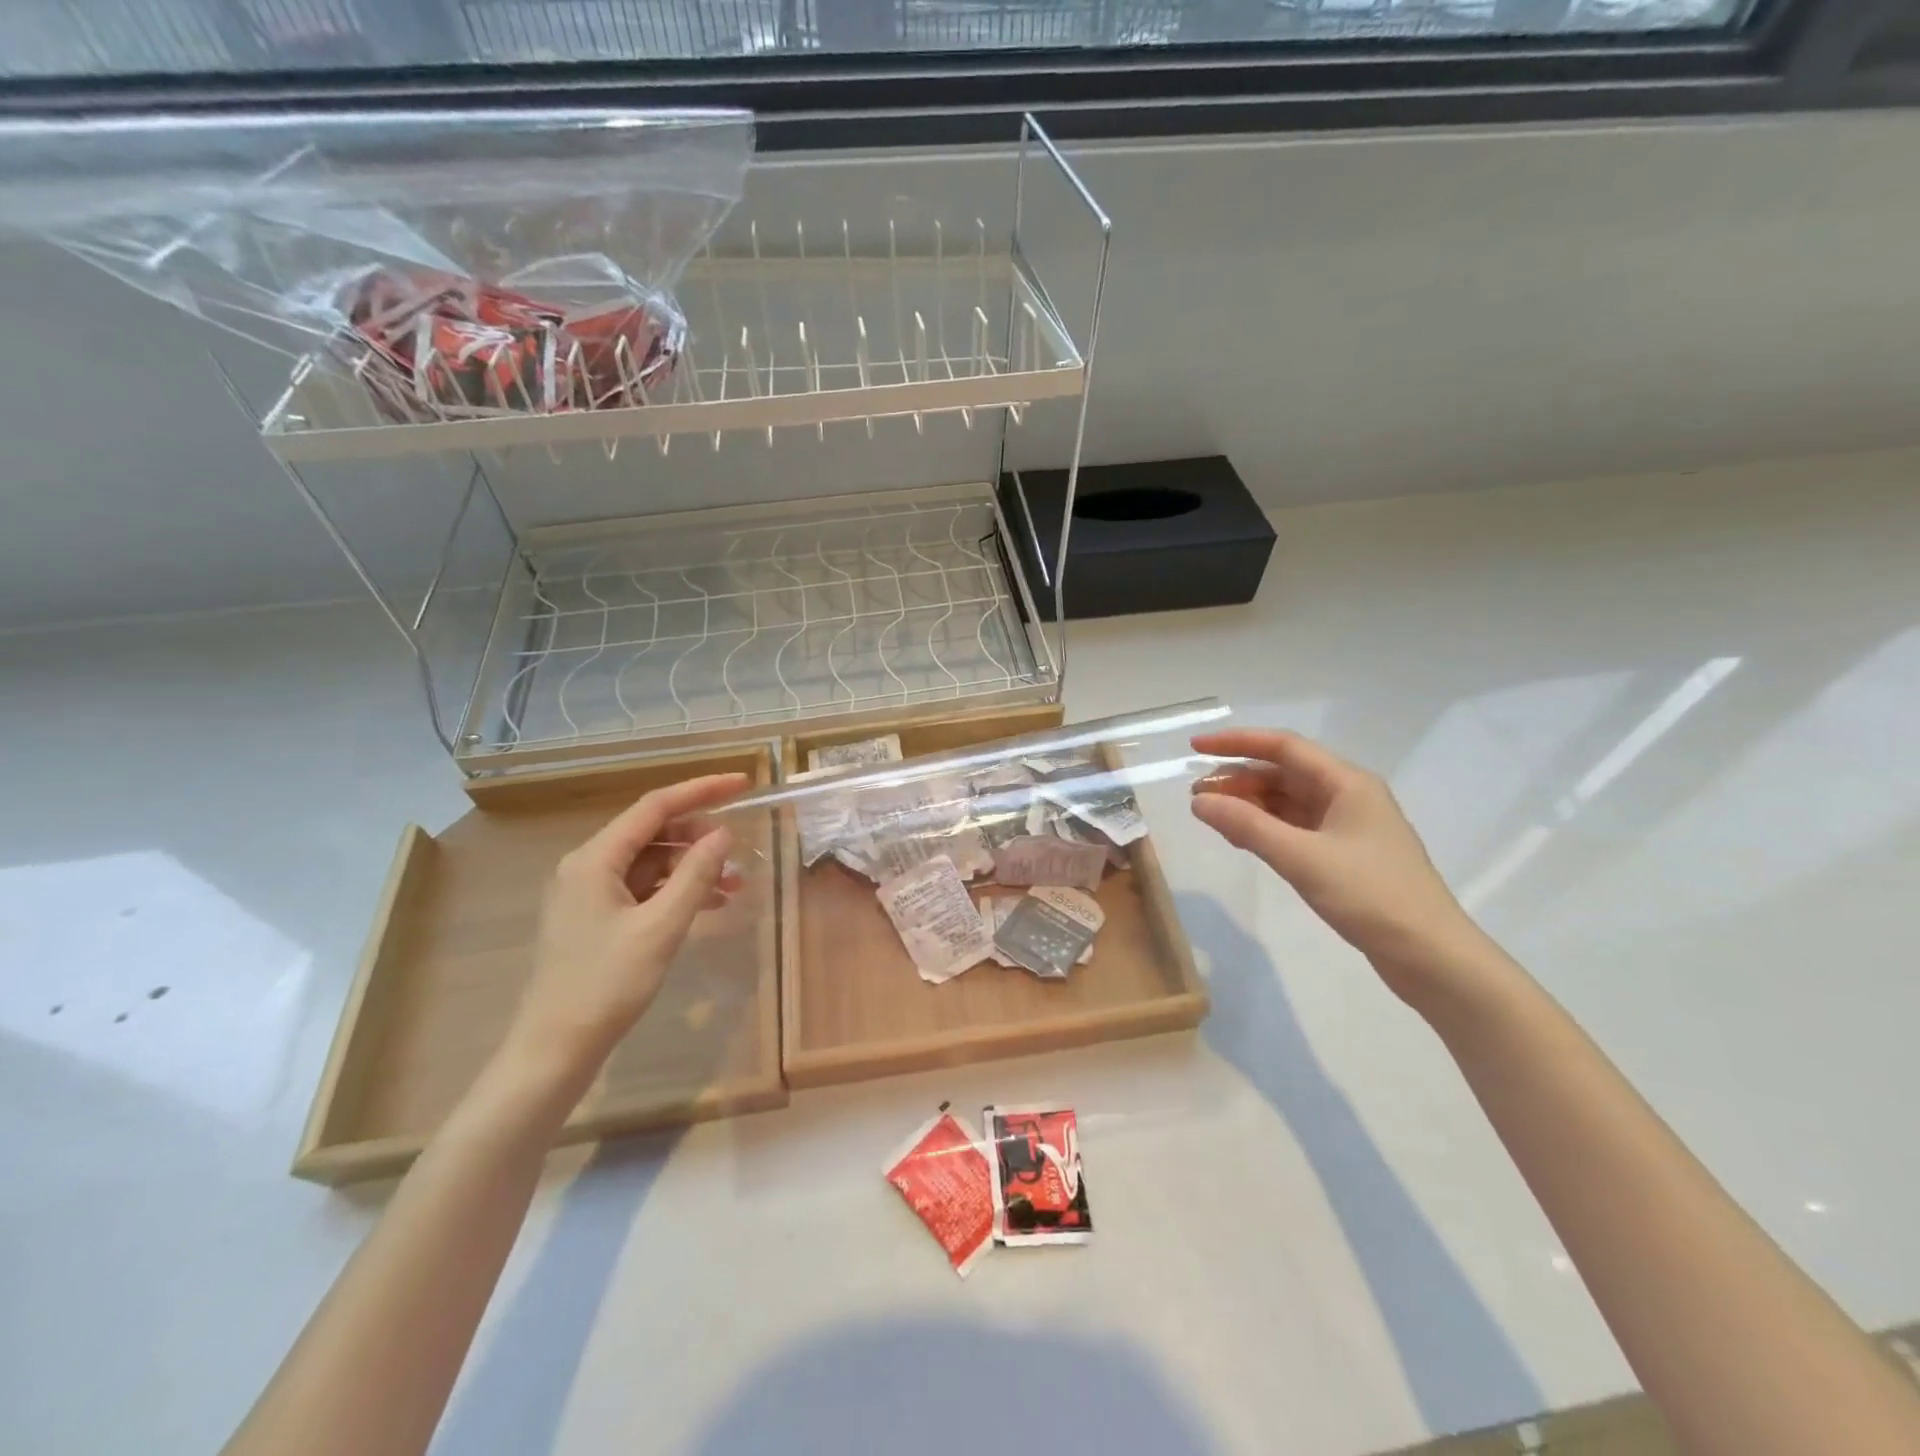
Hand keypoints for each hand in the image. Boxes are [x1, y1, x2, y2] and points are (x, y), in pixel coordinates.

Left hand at [500, 773, 746, 1088]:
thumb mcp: (660, 927)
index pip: (655, 806)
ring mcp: (590, 893)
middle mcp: (588, 866)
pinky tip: (709, 905)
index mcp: (594, 859)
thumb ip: (695, 874)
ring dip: (692, 867)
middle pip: (652, 832)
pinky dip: (677, 891)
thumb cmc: (606, 984)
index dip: (701, 790)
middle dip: (699, 836)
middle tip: (739, 850)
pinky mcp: (596, 918)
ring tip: (734, 885)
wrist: (555, 1049)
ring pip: (651, 862)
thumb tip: (724, 834)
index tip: (742, 783)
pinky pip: (644, 889)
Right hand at [1188, 729, 1488, 1003]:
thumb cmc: (1370, 895)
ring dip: (1249, 804)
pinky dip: (1265, 827)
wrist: (1429, 954)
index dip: (1236, 743)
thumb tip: (1199, 801)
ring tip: (1212, 816)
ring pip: (1287, 801)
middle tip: (1197, 795)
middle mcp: (1348, 795)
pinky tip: (1242, 838)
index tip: (1194, 749)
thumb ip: (1247, 826)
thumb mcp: (1301, 858)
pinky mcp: (1345, 854)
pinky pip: (1295, 827)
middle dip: (1238, 779)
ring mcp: (1348, 825)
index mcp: (1346, 783)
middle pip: (1283, 773)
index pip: (1283, 747)